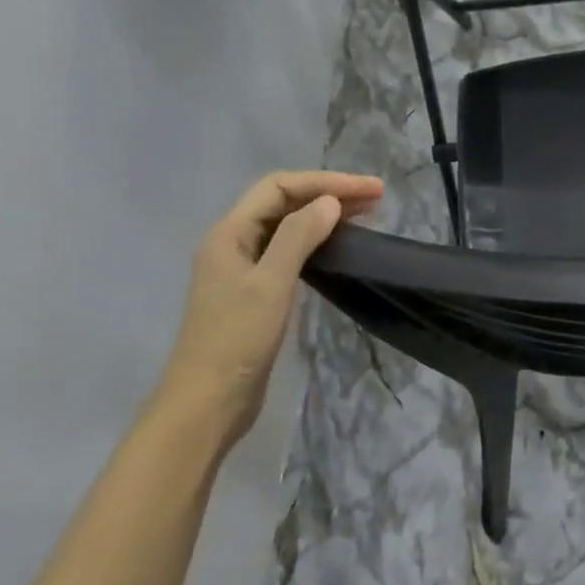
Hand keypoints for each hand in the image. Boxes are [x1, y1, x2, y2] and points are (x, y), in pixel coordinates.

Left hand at [147, 170, 382, 447]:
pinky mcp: (255, 292)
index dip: (325, 182)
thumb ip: (298, 237)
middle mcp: (233, 243)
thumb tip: (330, 202)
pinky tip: (338, 246)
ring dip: (324, 215)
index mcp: (229, 233)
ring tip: (365, 214)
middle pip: (282, 202)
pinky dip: (316, 241)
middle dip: (328, 193)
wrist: (207, 402)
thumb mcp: (270, 283)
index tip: (369, 190)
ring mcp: (243, 268)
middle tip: (376, 197)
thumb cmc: (236, 339)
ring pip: (287, 226)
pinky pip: (288, 251)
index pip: (279, 188)